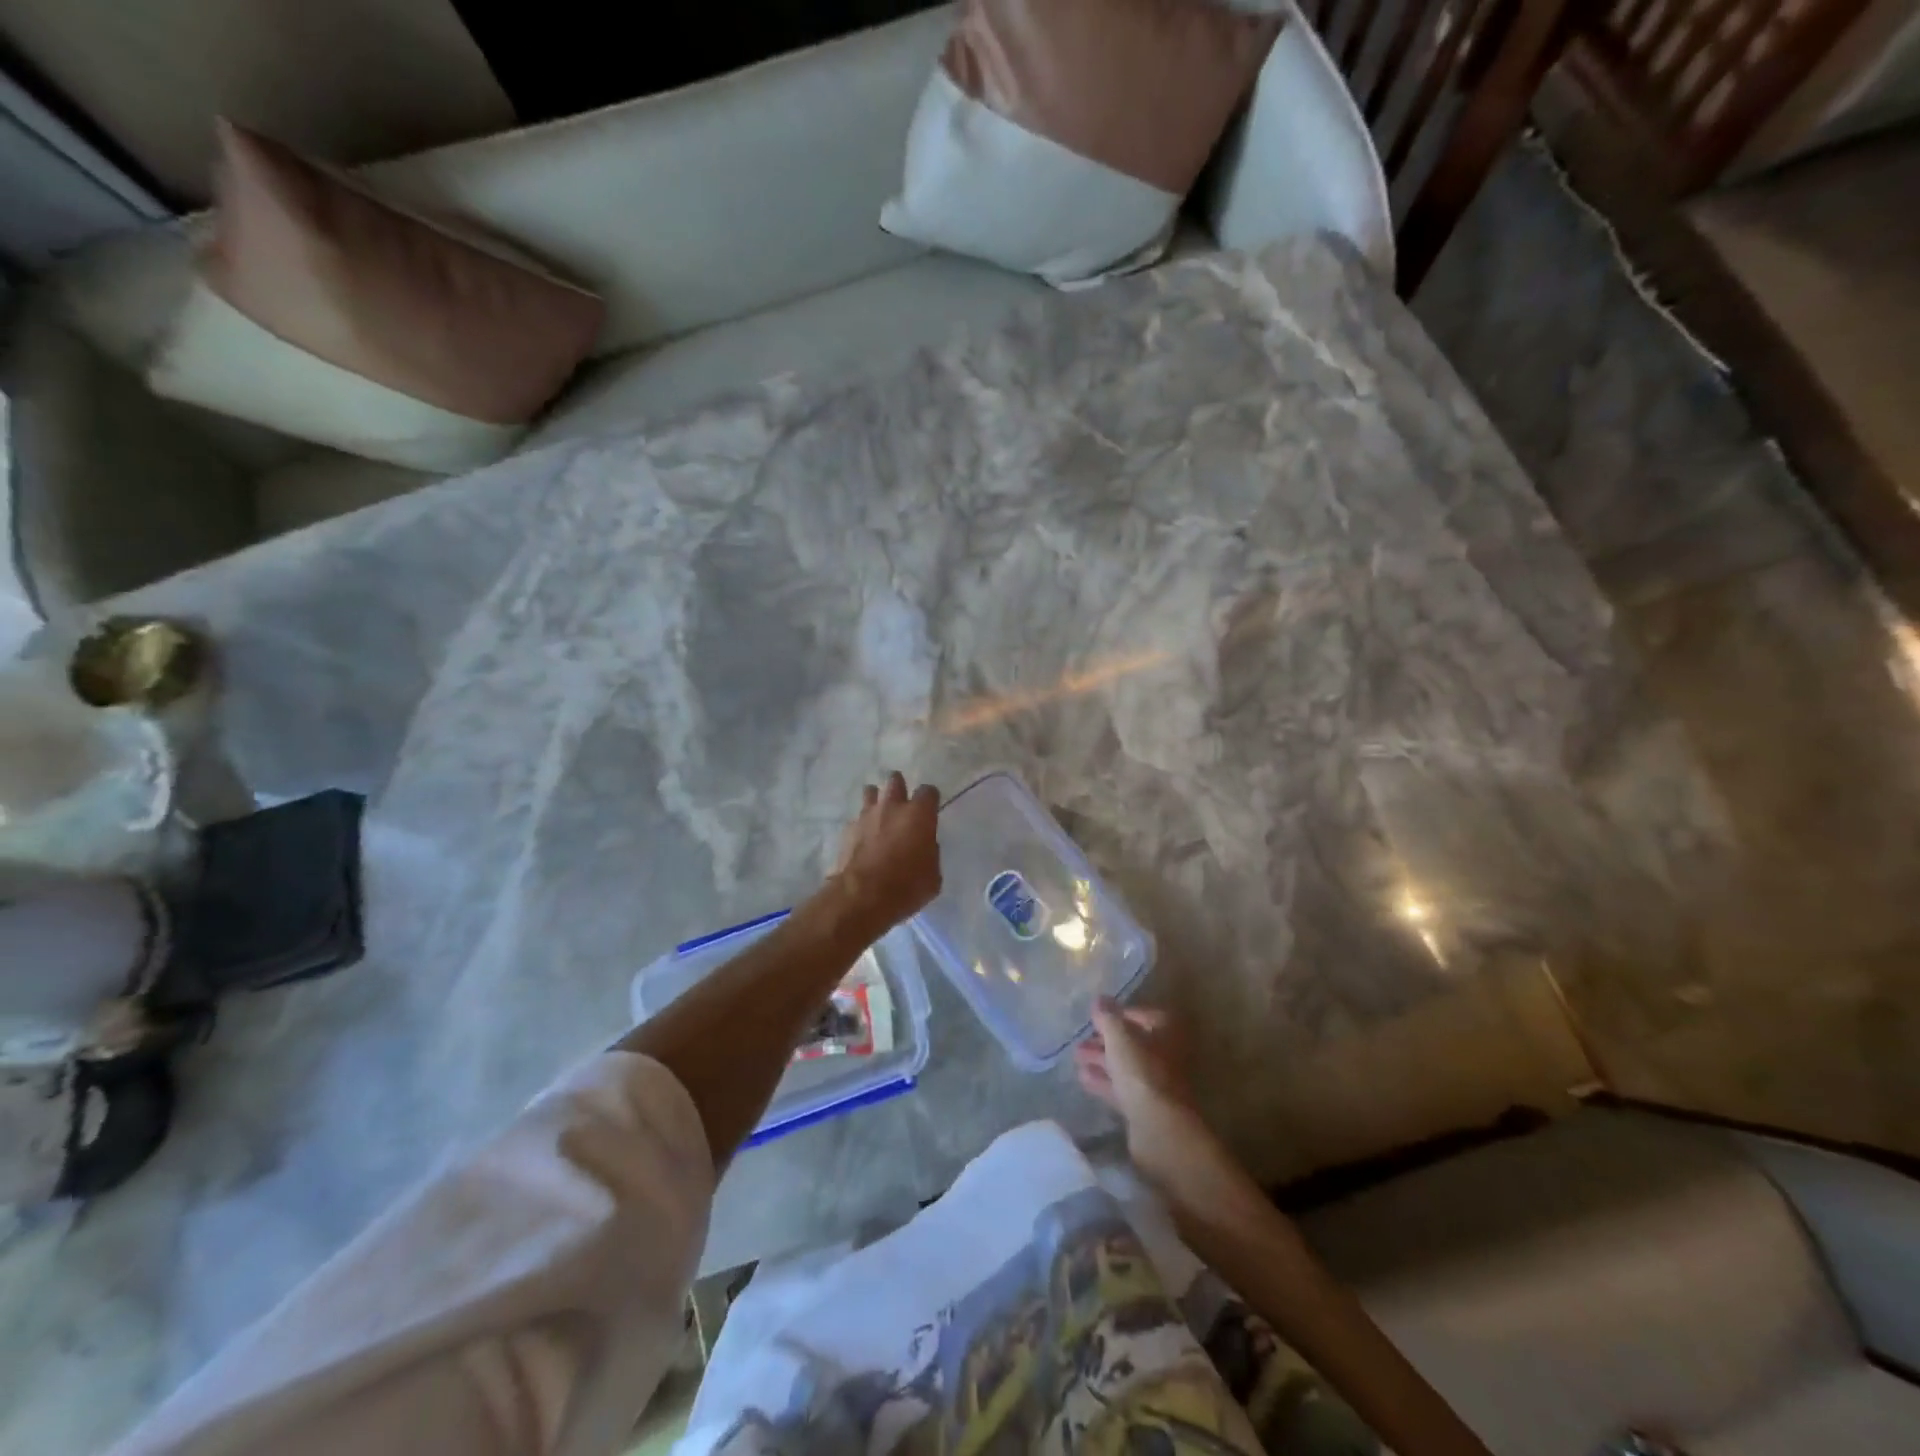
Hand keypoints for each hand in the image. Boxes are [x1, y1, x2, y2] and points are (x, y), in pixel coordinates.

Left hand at [828, 771, 941, 936]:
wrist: (862, 897)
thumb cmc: (906, 886)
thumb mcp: (933, 875)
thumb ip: (930, 853)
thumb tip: (924, 846)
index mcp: (919, 814)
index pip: (928, 791)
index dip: (930, 800)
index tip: (930, 811)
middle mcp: (892, 806)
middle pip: (895, 780)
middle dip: (899, 788)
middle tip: (902, 805)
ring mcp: (867, 815)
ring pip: (871, 792)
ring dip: (877, 800)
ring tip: (879, 816)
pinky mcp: (848, 829)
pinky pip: (857, 818)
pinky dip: (862, 825)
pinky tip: (863, 839)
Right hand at [1075, 998, 1213, 1186]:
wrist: (1159, 1129)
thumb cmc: (1142, 1073)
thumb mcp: (1120, 1038)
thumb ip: (1108, 1017)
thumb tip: (1099, 999)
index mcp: (1167, 1033)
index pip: (1145, 1015)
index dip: (1120, 1014)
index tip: (1097, 1017)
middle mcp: (1166, 1056)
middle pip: (1133, 1042)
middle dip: (1106, 1039)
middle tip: (1081, 1039)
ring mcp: (1157, 1084)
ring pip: (1125, 1066)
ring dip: (1102, 1060)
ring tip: (1076, 1056)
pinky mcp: (1146, 1109)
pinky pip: (1121, 1088)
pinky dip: (1104, 1081)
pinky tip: (1083, 1078)